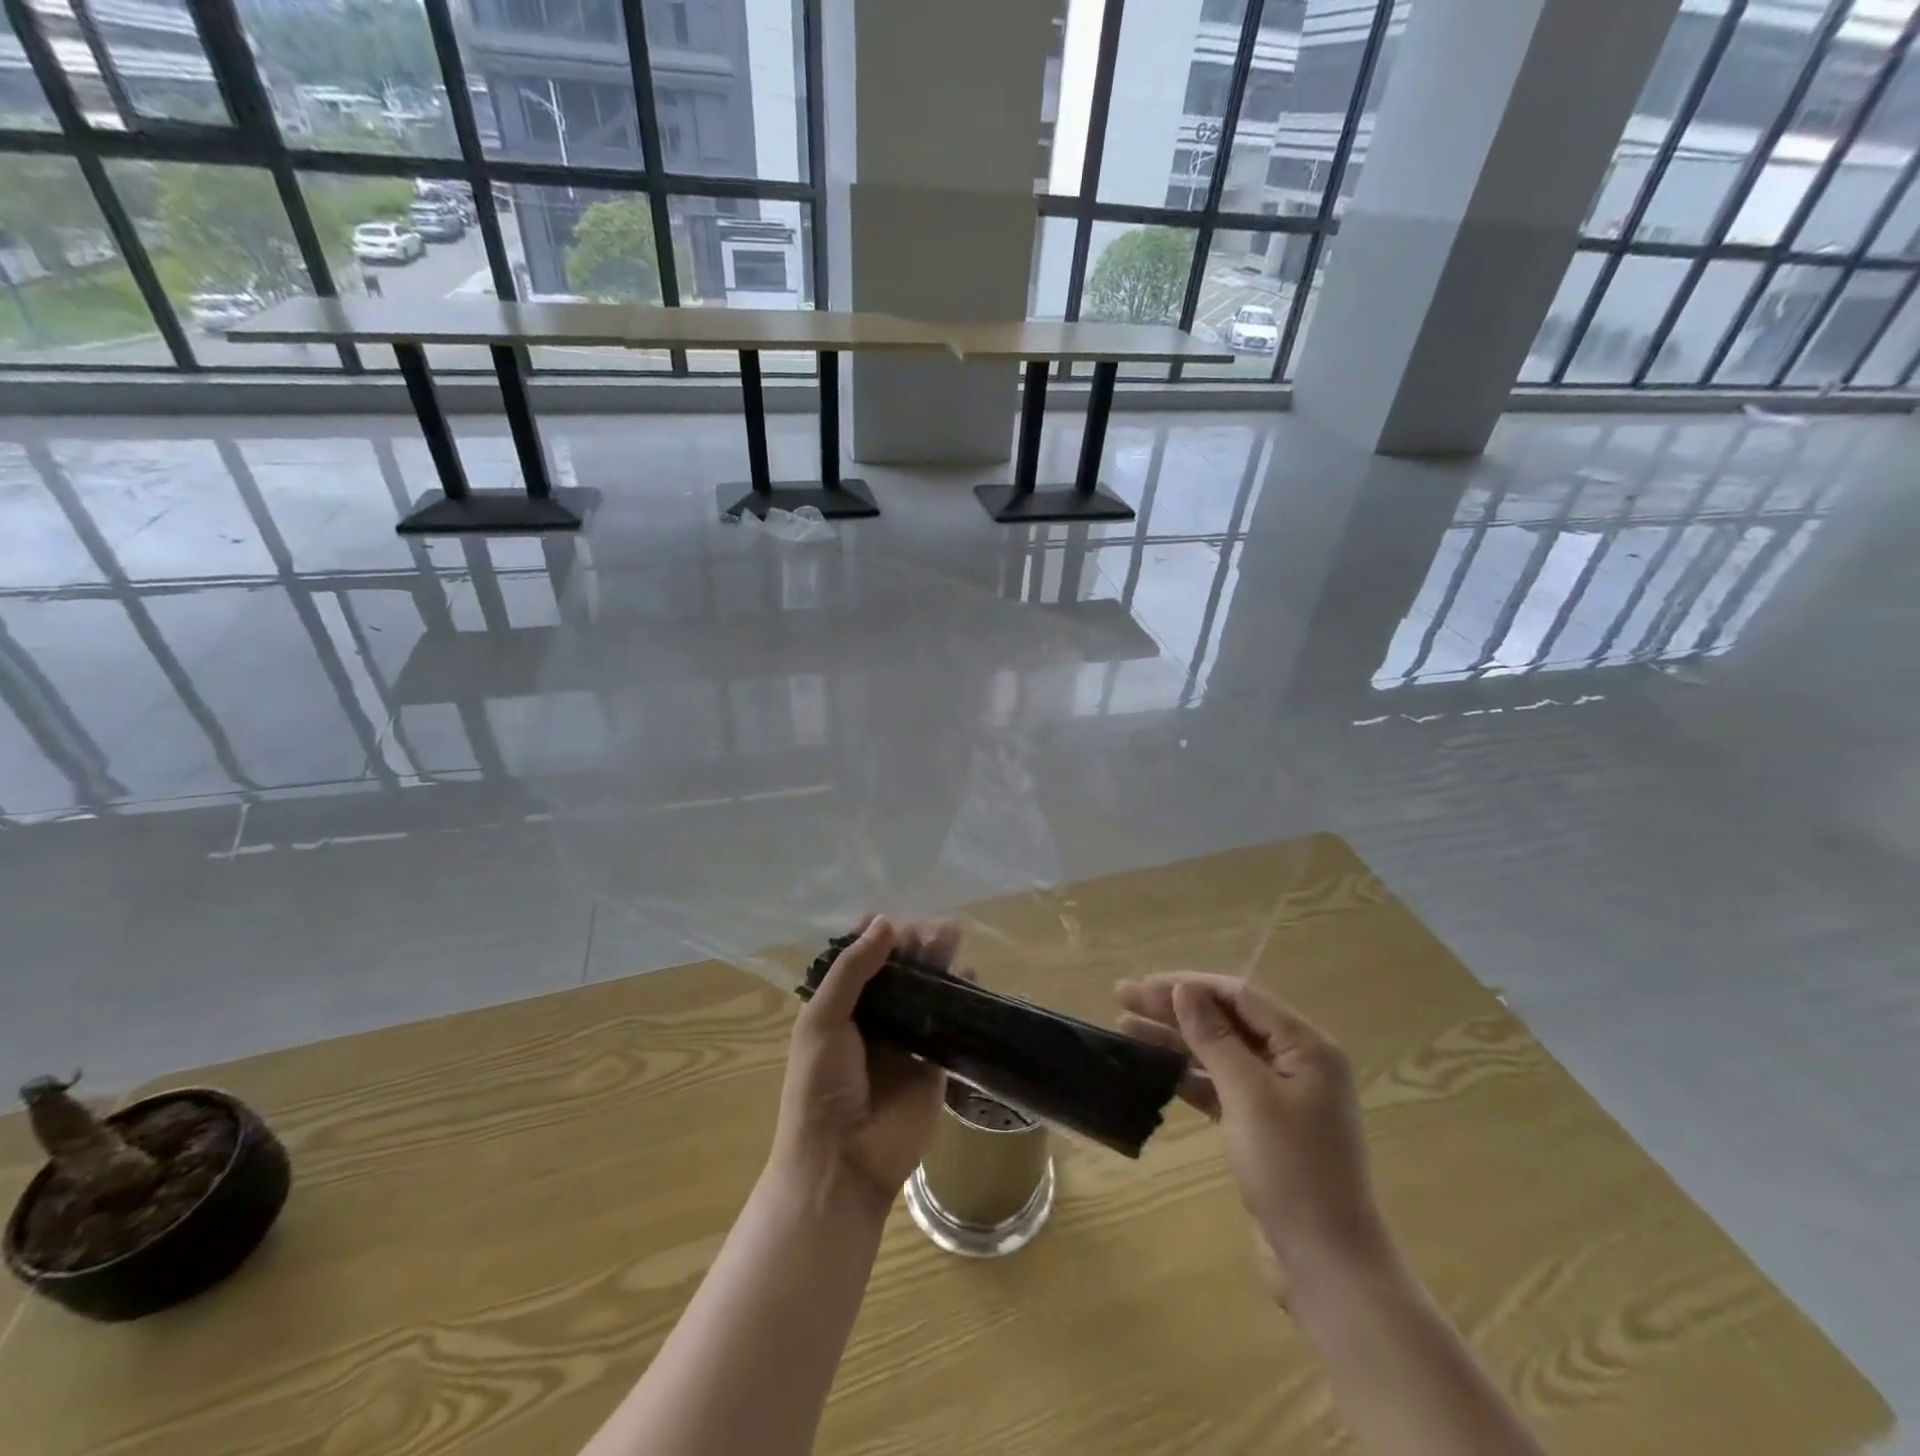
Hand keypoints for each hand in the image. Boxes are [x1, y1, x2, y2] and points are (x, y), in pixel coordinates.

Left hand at [770, 916, 952, 1211]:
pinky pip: (950, 1025)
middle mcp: (874, 1020)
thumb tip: (885, 921)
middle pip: (899, 972)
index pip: (860, 961)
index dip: (876, 937)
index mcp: (839, 1009)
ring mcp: (905, 1041)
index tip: (893, 920)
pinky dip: (962, 1000)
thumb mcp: (822, 1021)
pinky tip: (972, 978)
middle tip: (935, 929)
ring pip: (926, 992)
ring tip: (954, 939)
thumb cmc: (820, 1087)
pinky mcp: (935, 1063)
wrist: (842, 1162)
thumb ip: (853, 970)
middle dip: (915, 946)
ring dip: (939, 965)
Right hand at [1116, 974, 1391, 1298]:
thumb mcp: (1248, 1095)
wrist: (1327, 1264)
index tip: (1143, 986)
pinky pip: (1220, 1084)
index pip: (1239, 996)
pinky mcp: (1263, 1125)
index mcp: (1306, 1046)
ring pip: (1219, 1052)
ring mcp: (1279, 1096)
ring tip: (1125, 1027)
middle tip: (1122, 997)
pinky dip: (1188, 1075)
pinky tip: (1154, 1067)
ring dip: (1175, 1039)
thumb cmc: (1291, 1168)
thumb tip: (1184, 989)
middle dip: (1174, 1008)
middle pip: (1226, 1020)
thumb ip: (1214, 1037)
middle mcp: (1296, 1062)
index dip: (1188, 986)